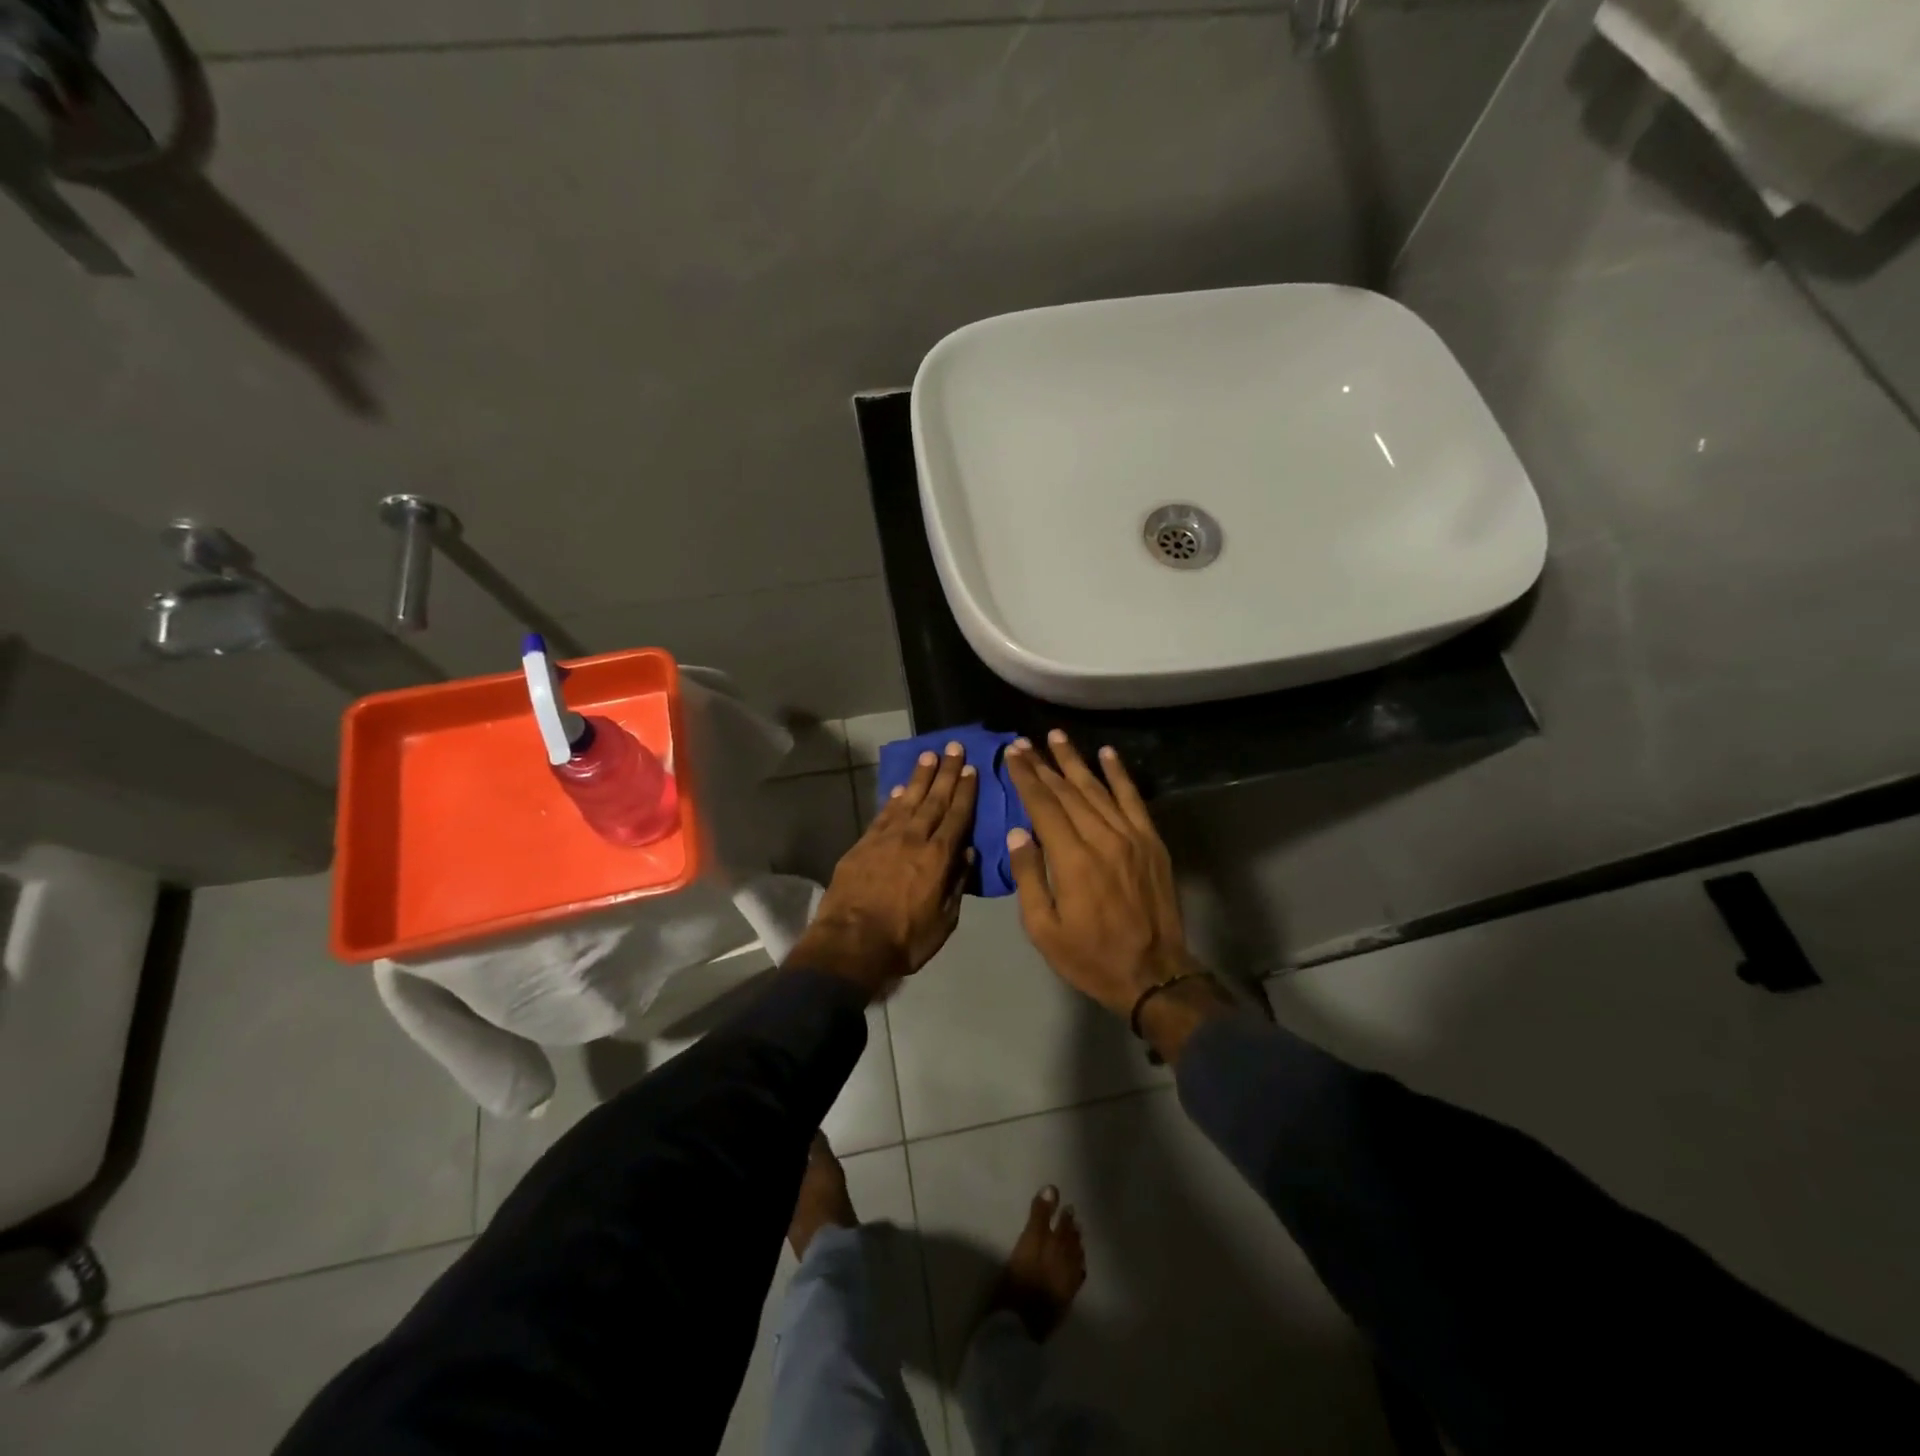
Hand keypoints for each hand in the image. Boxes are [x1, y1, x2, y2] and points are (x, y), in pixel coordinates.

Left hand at [791, 743, 978, 995]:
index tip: (971, 769)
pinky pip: (884, 814)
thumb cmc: (904, 940)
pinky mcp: (863, 844)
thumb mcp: (944, 921)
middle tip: (954, 747)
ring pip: (908, 800)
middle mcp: (914, 839)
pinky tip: (902, 787)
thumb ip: (957, 884)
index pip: (957, 816)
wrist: (851, 944)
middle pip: (934, 799)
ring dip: (920, 777)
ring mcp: (886, 839)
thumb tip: (968, 853)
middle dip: (946, 772)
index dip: (966, 791)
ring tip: (929, 755)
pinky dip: (895, 798)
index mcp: (939, 858)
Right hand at [1002, 731, 1196, 1017]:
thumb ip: (1029, 876)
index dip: (1026, 777)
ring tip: (1056, 736)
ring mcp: (1131, 837)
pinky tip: (1107, 753)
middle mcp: (1102, 838)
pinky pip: (1133, 800)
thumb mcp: (1043, 929)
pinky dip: (1120, 774)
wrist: (1153, 973)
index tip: (1012, 754)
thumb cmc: (1090, 956)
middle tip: (1024, 742)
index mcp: (1072, 860)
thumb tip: (1018, 833)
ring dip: (1075, 760)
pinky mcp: (1151, 842)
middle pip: (1068, 791)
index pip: (1044, 806)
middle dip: (1043, 764)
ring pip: (1098, 788)